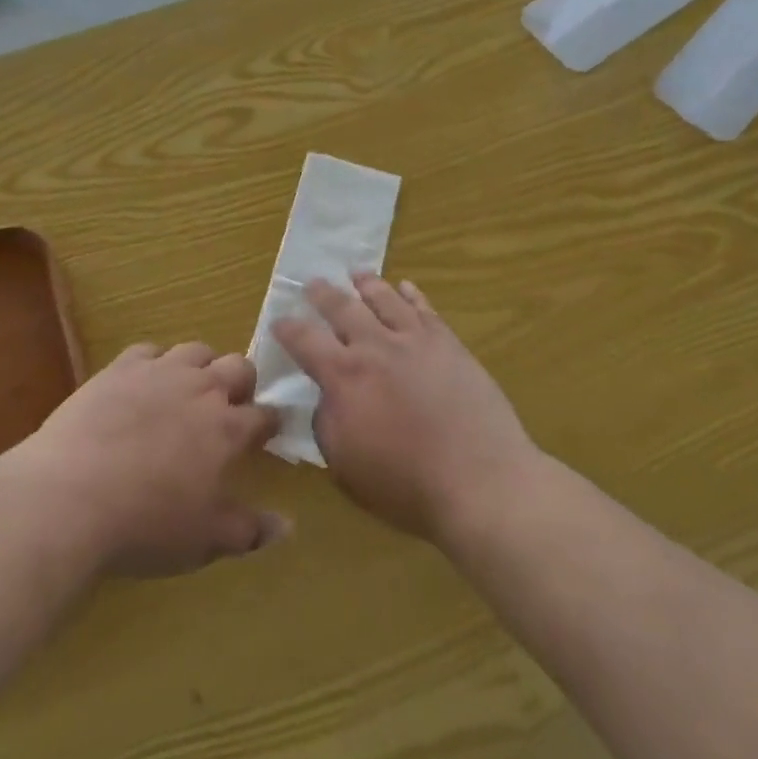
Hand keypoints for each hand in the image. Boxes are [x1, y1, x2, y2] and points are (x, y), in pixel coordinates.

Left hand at [20, 341, 286, 576]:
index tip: (267, 432)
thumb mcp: (203, 541)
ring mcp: (159, 372)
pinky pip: (148, 350)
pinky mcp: (120, 368)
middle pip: (238, 366)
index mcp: (227, 429)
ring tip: (190, 389)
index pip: (264, 415)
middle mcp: (200, 389)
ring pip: (196, 350)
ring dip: (202, 365)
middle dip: (242, 382)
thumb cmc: (144, 525)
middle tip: (230, 406)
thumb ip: (249, 531)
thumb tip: (288, 526)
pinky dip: (154, 362)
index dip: (270, 422)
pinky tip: (144, 383)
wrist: (69, 496)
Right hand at [271, 275, 537, 542]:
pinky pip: (424, 308)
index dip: (287, 328)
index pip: (304, 340)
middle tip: (312, 284)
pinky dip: (411, 294)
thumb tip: (326, 397)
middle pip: (341, 307)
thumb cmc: (405, 484)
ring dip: (366, 283)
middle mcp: (375, 346)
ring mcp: (415, 340)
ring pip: (384, 298)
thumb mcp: (344, 464)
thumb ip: (327, 422)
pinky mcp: (448, 343)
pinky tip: (406, 287)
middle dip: (322, 294)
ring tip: (357, 274)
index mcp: (343, 376)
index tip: (279, 320)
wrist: (479, 480)